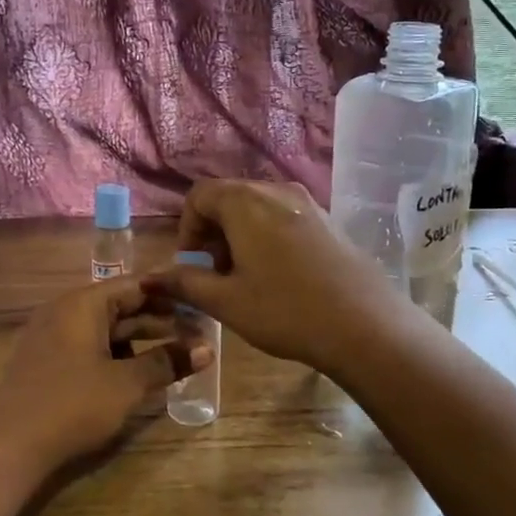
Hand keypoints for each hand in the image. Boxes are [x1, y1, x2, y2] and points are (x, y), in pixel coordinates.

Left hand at [0, 278, 210, 468]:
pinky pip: (88, 346)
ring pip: (104, 329)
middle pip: (120, 306)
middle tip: (196, 333)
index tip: (199, 302)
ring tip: (174, 354)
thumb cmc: (73, 404)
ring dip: (139, 340)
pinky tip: (137, 373)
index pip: (134, 285)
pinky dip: (116, 354)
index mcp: (83, 303)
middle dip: (158, 320)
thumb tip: (208, 350)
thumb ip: (167, 362)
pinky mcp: (45, 362)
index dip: (169, 293)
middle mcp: (65, 310)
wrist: (8, 445)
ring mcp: (51, 336)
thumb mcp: (127, 384)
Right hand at [142, 179, 408, 373]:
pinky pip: (283, 216)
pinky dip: (267, 235)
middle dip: (213, 232)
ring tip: (245, 277)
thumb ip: (185, 284)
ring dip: (240, 234)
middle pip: (229, 197)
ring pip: (257, 207)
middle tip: (215, 274)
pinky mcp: (328, 219)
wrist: (365, 325)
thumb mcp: (227, 302)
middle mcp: (275, 191)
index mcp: (245, 202)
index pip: (199, 195)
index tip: (192, 265)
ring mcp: (306, 202)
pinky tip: (279, 275)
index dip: (187, 228)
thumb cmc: (286, 311)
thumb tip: (150, 277)